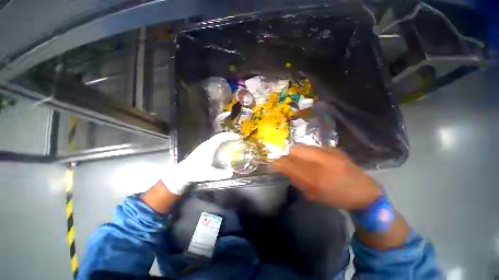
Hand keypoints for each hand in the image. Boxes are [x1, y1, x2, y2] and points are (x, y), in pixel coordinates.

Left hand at [162, 132, 239, 194]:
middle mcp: (207, 144)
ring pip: (217, 139)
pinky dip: (222, 142)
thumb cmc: (195, 172)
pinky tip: (225, 148)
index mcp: (209, 147)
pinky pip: (215, 142)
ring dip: (225, 139)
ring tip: (233, 143)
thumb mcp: (209, 174)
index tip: (238, 137)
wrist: (183, 172)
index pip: (220, 137)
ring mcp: (205, 146)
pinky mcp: (204, 149)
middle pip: (220, 136)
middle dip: (229, 136)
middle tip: (238, 140)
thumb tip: (232, 173)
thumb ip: (221, 174)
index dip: (230, 136)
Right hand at [272, 146, 380, 209]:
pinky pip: (312, 147)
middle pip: (295, 151)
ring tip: (295, 159)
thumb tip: (284, 170)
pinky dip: (305, 151)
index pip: (291, 165)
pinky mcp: (334, 148)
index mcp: (318, 179)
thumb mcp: (315, 195)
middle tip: (284, 161)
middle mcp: (323, 161)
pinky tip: (308, 157)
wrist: (364, 191)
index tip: (273, 164)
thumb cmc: (338, 198)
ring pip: (303, 147)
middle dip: (286, 156)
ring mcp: (330, 152)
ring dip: (295, 152)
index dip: (279, 163)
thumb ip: (297, 181)